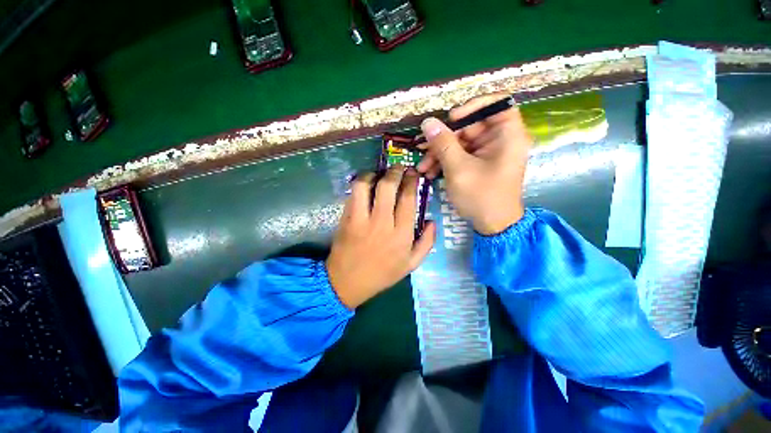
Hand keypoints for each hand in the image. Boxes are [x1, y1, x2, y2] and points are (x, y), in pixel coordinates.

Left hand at [326, 166, 435, 308]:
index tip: (413, 173)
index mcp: (401, 234)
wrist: (348, 282)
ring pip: (366, 186)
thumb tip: (431, 220)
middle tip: (399, 168)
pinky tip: (365, 184)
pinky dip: (360, 184)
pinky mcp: (346, 219)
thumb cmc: (383, 273)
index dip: (411, 181)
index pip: (408, 199)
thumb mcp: (411, 264)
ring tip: (379, 174)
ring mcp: (361, 219)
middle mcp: (382, 223)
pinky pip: (353, 194)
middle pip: (388, 187)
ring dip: (373, 174)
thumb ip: (426, 242)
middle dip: (395, 172)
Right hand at [417, 93, 531, 234]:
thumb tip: (428, 122)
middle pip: (470, 126)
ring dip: (439, 153)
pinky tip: (430, 173)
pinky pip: (460, 155)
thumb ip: (443, 143)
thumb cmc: (481, 196)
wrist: (492, 225)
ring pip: (460, 142)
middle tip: (422, 149)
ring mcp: (488, 153)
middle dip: (443, 139)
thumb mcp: (458, 169)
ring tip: (422, 168)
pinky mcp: (478, 163)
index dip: (472, 106)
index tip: (451, 119)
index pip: (495, 104)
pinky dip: (445, 162)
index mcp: (507, 135)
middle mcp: (500, 140)